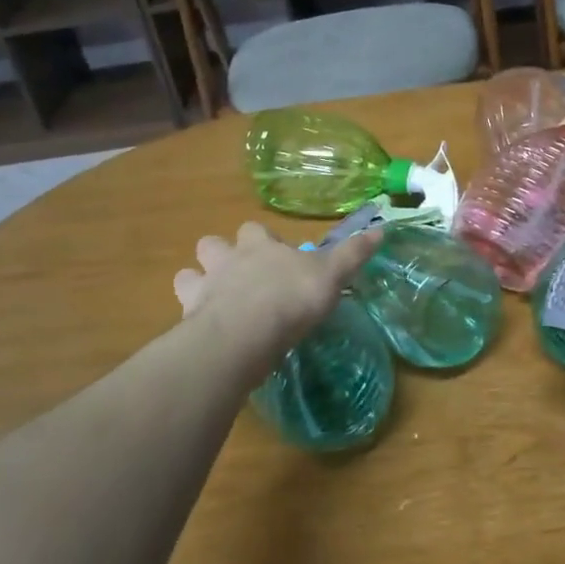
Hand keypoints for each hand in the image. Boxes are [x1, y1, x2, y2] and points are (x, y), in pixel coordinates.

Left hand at [173, 222, 379, 374]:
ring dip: (197, 283)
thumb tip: (382, 229)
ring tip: (213, 302)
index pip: (254, 230)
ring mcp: (203, 289)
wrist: (245, 334)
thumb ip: (353, 253)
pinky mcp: (189, 320)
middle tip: (238, 276)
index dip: (263, 240)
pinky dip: (191, 319)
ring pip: (188, 275)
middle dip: (220, 255)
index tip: (276, 255)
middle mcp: (227, 260)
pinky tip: (205, 333)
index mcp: (259, 245)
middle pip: (212, 245)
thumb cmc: (291, 298)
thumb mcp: (332, 274)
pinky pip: (183, 313)